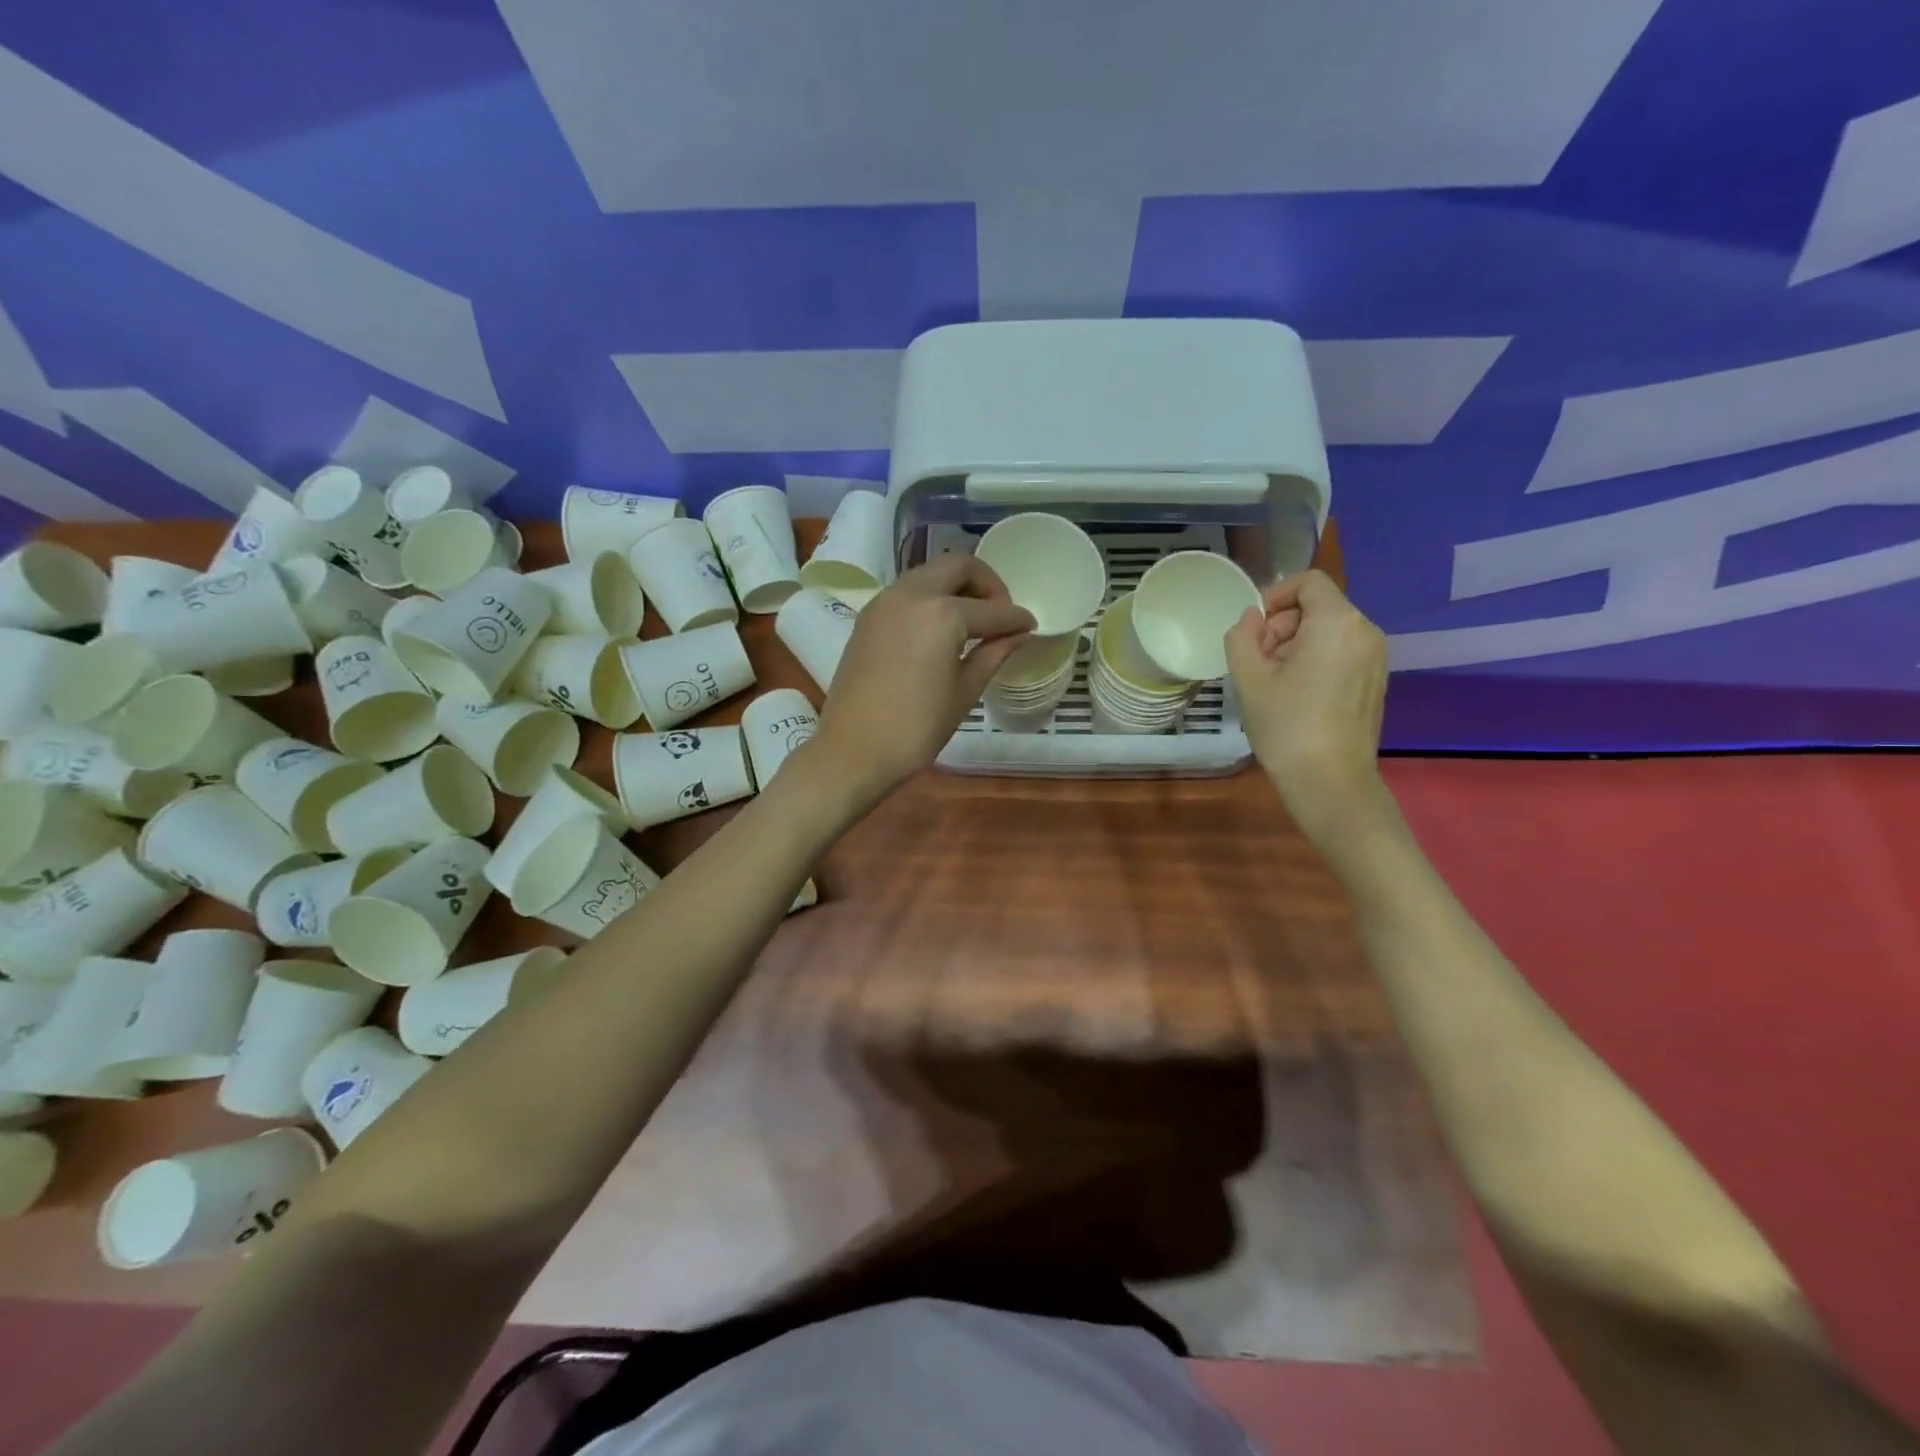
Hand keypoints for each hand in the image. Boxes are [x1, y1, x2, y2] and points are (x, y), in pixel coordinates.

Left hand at [807, 556, 1034, 806]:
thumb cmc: (916, 727)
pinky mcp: (868, 616)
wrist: (853, 749)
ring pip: (929, 574)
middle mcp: (912, 594)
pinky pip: (908, 592)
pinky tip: (941, 631)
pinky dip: (930, 598)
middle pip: (958, 566)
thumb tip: (1019, 634)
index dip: (1016, 619)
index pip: (992, 610)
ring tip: (972, 623)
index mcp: (942, 613)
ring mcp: (884, 601)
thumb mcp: (964, 691)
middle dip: (986, 584)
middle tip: (999, 615)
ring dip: (956, 587)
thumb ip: (994, 654)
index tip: (1030, 627)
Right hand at [1224, 570, 1390, 848]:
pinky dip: (1315, 660)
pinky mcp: (1375, 682)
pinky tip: (1295, 695)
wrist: (1331, 781)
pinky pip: (1342, 653)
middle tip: (1256, 661)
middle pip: (1318, 607)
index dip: (1275, 595)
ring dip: (1295, 645)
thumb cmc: (1286, 726)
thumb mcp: (1249, 679)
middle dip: (1282, 625)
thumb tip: (1251, 618)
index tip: (1253, 628)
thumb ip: (1242, 637)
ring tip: (1272, 681)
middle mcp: (1365, 632)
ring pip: (1329, 631)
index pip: (1308, 582)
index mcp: (1337, 622)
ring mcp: (1376, 658)